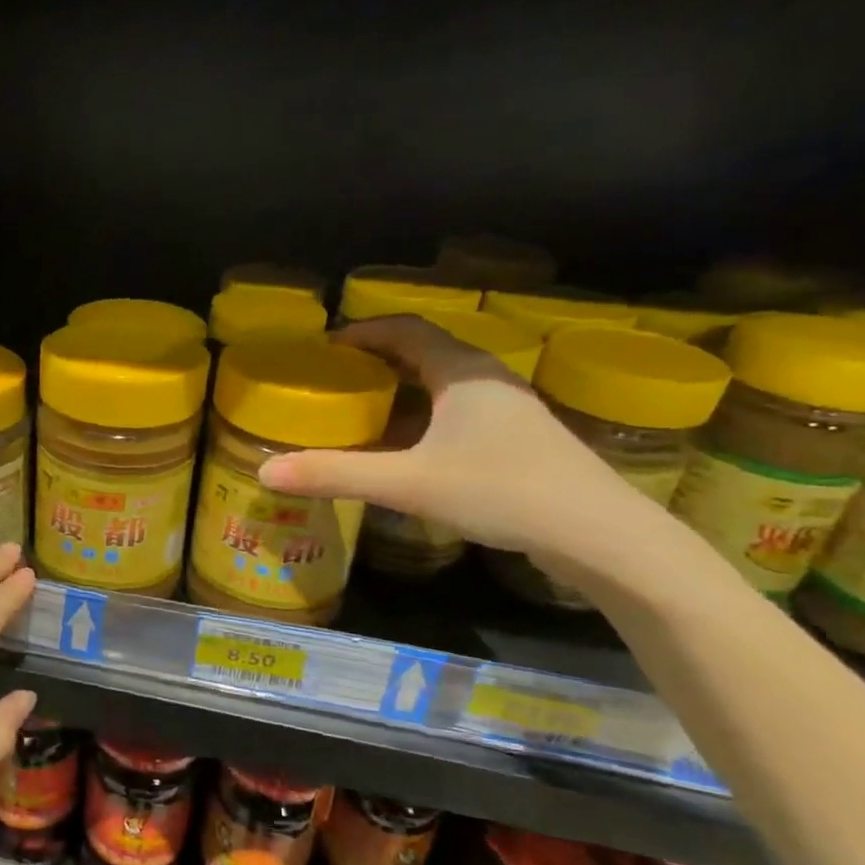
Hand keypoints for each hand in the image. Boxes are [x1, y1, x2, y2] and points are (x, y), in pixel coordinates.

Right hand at [259, 315, 656, 567]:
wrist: (597, 534)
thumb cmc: (501, 491)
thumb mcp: (408, 483)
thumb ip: (336, 475)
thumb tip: (266, 470)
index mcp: (462, 373)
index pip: (407, 330)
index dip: (364, 331)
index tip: (325, 345)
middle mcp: (487, 380)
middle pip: (425, 353)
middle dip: (377, 361)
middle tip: (334, 379)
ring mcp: (508, 412)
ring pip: (443, 387)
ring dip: (401, 393)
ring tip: (361, 413)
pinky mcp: (518, 442)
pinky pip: (457, 415)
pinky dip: (422, 421)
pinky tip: (405, 452)